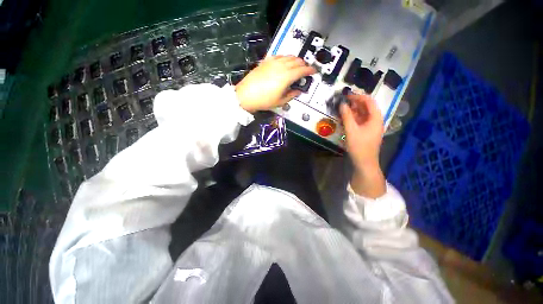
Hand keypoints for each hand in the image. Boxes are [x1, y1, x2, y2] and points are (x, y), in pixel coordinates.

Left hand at [235, 56, 315, 112]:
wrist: (246, 95)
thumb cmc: (264, 100)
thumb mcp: (280, 101)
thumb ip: (291, 95)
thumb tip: (298, 91)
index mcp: (287, 76)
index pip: (302, 70)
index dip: (310, 70)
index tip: (314, 71)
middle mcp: (281, 66)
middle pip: (297, 61)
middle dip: (304, 64)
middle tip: (305, 70)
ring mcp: (273, 62)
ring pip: (288, 56)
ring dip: (295, 60)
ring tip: (297, 66)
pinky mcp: (266, 61)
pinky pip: (279, 56)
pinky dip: (285, 58)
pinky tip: (284, 62)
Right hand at [340, 94, 385, 197]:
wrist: (364, 163)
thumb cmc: (359, 146)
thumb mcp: (351, 130)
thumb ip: (346, 116)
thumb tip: (342, 104)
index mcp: (375, 118)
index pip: (369, 101)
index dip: (358, 97)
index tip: (346, 95)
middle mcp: (375, 120)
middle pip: (366, 107)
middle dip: (354, 103)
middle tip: (342, 102)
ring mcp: (371, 127)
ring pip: (362, 114)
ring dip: (352, 111)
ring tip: (341, 109)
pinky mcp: (366, 132)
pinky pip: (360, 121)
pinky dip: (352, 118)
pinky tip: (344, 119)